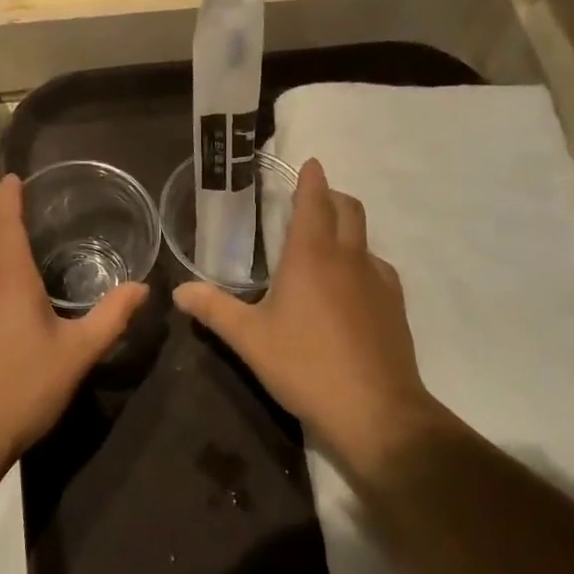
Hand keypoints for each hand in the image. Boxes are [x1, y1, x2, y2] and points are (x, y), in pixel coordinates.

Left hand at [0, 175, 147, 465]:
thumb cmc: (22, 390)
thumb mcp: (77, 355)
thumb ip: (111, 318)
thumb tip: (142, 288)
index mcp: (5, 277)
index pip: (1, 218)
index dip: (8, 194)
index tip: (17, 179)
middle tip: (15, 206)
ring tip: (11, 243)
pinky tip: (0, 295)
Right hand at [174, 159, 446, 475]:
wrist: (375, 412)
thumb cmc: (305, 365)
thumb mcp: (249, 339)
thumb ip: (213, 309)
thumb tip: (179, 290)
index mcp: (311, 255)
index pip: (314, 201)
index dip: (310, 179)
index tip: (309, 162)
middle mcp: (349, 258)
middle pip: (348, 209)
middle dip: (331, 195)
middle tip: (311, 199)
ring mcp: (379, 281)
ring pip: (365, 239)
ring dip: (347, 229)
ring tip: (325, 245)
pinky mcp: (395, 307)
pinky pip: (377, 269)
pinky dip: (361, 263)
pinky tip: (348, 289)